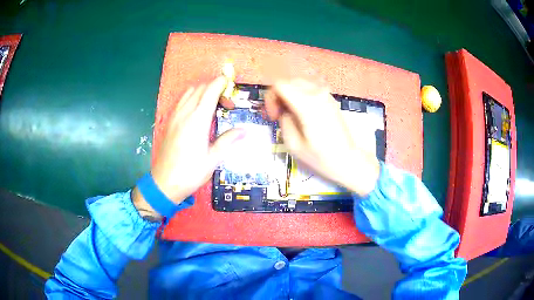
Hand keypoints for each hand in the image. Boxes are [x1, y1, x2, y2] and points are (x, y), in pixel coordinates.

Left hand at [132, 77, 243, 219]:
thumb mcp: (213, 159)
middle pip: (200, 88)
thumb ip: (227, 141)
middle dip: (215, 89)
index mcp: (198, 120)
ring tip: (212, 107)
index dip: (221, 83)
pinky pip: (181, 101)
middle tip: (226, 105)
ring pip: (189, 92)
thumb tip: (244, 131)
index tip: (230, 84)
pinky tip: (197, 113)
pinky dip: (192, 98)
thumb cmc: (190, 173)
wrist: (164, 183)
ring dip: (202, 92)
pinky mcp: (169, 122)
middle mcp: (185, 113)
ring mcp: (174, 116)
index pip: (210, 91)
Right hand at [265, 79, 379, 195]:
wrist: (347, 159)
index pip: (279, 85)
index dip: (270, 98)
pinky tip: (301, 112)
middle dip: (279, 96)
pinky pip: (309, 89)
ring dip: (289, 95)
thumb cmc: (320, 157)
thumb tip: (283, 110)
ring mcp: (325, 94)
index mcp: (307, 104)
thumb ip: (283, 120)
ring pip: (298, 83)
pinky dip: (300, 96)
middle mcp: (317, 93)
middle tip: (278, 115)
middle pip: (288, 82)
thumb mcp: (293, 144)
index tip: (274, 116)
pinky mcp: (330, 98)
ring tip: (289, 114)